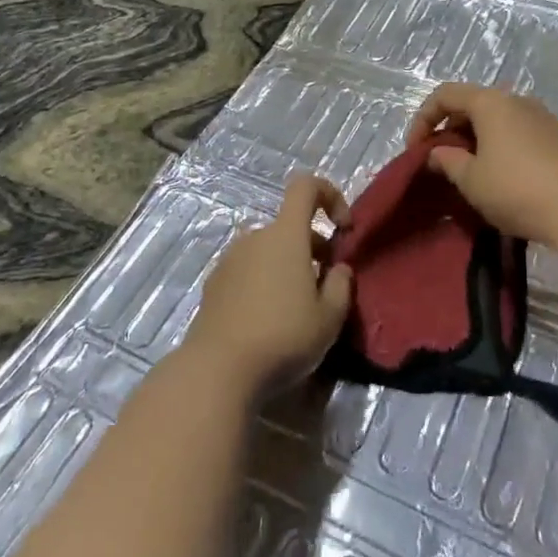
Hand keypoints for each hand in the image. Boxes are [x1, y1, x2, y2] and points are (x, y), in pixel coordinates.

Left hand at [184, 173, 354, 397]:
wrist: (217, 370)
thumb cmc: (283, 337)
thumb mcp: (329, 318)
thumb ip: (341, 285)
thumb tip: (338, 269)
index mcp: (285, 234)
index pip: (306, 186)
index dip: (330, 195)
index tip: (343, 229)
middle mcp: (255, 236)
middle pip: (289, 226)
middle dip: (313, 247)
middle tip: (325, 287)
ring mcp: (230, 259)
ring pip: (268, 250)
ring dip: (287, 267)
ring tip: (297, 309)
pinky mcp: (214, 284)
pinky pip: (248, 270)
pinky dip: (264, 282)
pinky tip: (268, 321)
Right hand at [405, 83, 557, 247]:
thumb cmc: (516, 189)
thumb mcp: (471, 179)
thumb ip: (447, 160)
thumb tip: (436, 153)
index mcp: (491, 102)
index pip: (445, 94)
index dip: (423, 118)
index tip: (416, 149)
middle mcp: (516, 99)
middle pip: (472, 103)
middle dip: (450, 129)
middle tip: (441, 160)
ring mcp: (541, 116)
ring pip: (497, 118)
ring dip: (476, 138)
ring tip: (469, 168)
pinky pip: (517, 131)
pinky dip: (499, 144)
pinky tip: (500, 173)